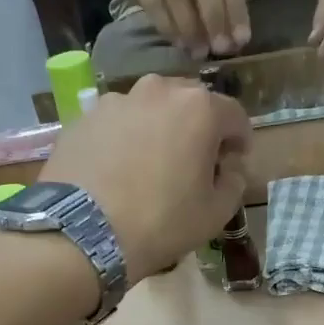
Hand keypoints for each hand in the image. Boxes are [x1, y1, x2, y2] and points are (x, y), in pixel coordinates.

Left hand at [41, 75, 251, 276]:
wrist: (84, 233)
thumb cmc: (162, 222)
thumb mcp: (216, 213)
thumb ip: (234, 182)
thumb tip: (230, 168)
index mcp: (199, 108)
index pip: (234, 115)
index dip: (240, 140)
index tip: (235, 162)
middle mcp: (158, 90)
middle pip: (190, 103)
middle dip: (199, 129)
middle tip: (194, 162)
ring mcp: (115, 100)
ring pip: (150, 109)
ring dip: (159, 130)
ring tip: (152, 165)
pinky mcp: (83, 118)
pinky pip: (116, 124)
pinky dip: (125, 140)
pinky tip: (119, 171)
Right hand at [125, 0, 251, 60]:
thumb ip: (225, 10)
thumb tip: (236, 42)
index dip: (235, 11)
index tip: (239, 41)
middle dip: (213, 18)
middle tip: (218, 48)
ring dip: (189, 27)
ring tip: (197, 51)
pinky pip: (153, 2)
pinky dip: (168, 26)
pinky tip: (179, 44)